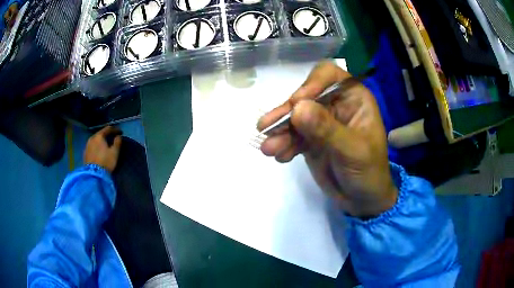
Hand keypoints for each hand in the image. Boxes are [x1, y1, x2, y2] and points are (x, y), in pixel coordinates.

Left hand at [84, 126, 121, 172]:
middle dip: (107, 135)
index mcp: (99, 136)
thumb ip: (117, 142)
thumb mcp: (114, 152)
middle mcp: (92, 138)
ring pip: (95, 140)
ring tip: (105, 145)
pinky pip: (92, 146)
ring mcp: (87, 146)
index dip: (115, 129)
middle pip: (100, 134)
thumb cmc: (105, 162)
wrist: (93, 175)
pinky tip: (99, 151)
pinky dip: (96, 147)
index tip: (120, 132)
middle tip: (112, 138)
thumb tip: (118, 136)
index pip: (108, 129)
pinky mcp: (85, 153)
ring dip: (100, 141)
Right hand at [257, 61, 396, 217]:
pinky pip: (292, 136)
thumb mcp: (352, 151)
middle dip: (286, 113)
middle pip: (305, 97)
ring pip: (294, 118)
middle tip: (268, 127)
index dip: (311, 83)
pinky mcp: (310, 139)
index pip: (328, 75)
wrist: (362, 200)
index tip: (297, 103)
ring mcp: (321, 122)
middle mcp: (335, 105)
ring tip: (269, 149)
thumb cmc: (368, 172)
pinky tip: (279, 156)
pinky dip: (283, 144)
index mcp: (353, 98)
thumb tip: (297, 108)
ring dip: (280, 131)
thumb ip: (326, 130)